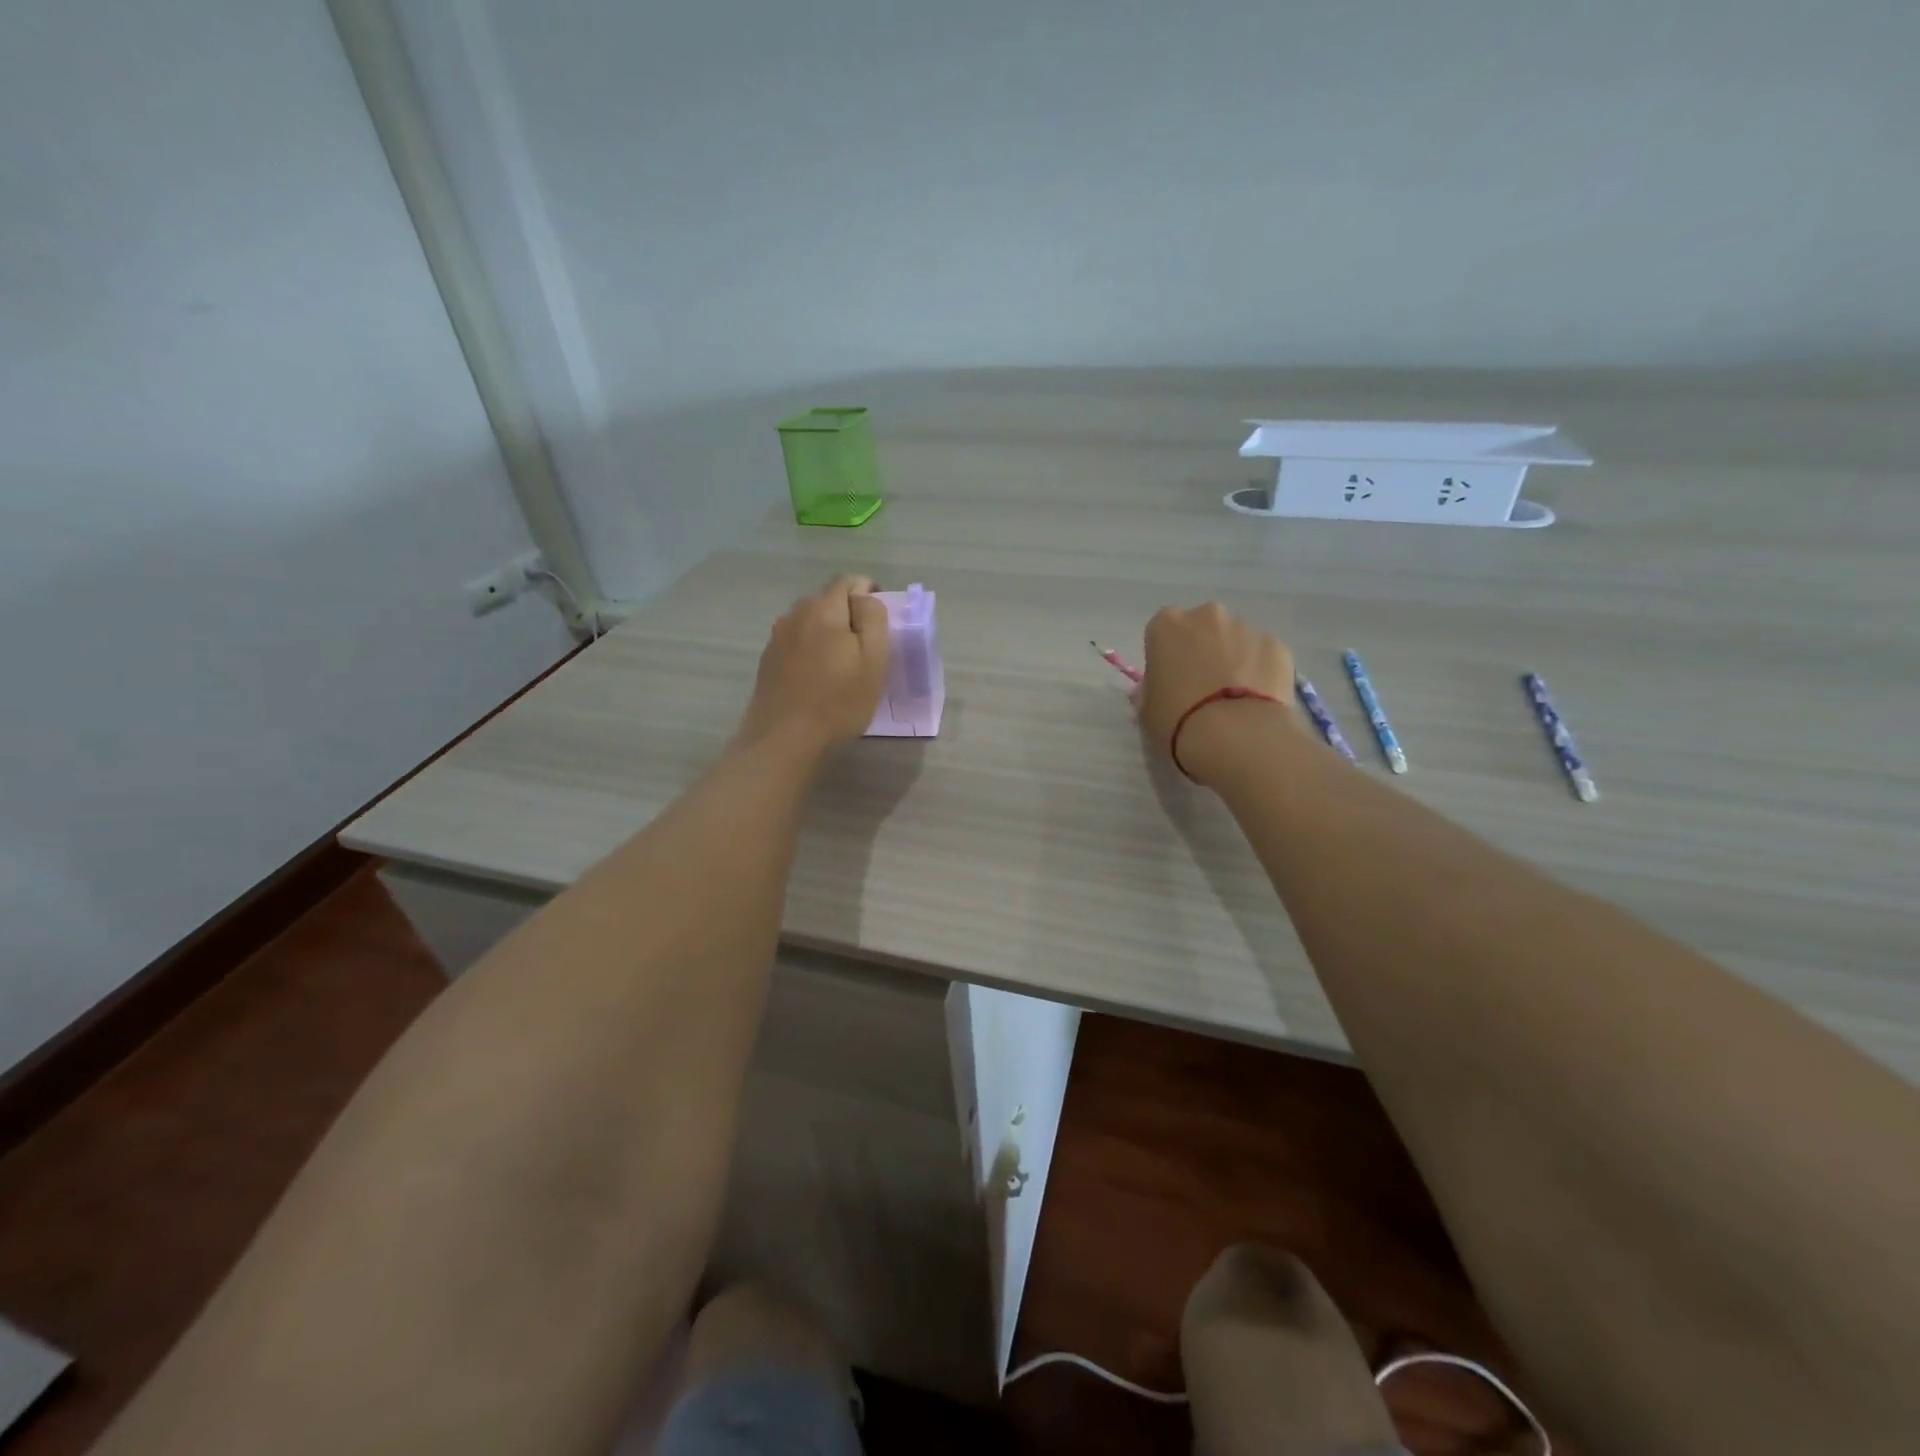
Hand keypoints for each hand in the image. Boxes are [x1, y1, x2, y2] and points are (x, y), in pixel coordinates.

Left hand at [732, 574, 890, 757]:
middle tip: (866, 648)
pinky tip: (818, 679)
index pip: (849, 581)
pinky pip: (797, 643)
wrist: (784, 741)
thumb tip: (865, 597)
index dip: (869, 593)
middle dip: (848, 615)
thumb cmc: (838, 701)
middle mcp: (795, 614)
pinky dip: (811, 651)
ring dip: (828, 634)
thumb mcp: (873, 659)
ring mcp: (777, 638)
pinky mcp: (767, 661)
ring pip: (810, 622)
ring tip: (842, 666)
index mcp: (823, 608)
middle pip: (828, 600)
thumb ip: (873, 618)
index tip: (880, 622)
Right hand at [1137, 603, 1297, 783]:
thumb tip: (1155, 689)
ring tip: (1234, 700)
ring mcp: (1247, 628)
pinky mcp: (1278, 646)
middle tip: (1203, 689)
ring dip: (1233, 660)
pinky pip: (1263, 656)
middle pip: (1202, 629)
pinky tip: (1258, 702)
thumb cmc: (1178, 719)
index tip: (1170, 682)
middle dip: (1202, 651)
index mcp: (1167, 625)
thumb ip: (1149, 692)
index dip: (1166, 658)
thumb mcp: (1146, 711)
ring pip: (1236, 640)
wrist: (1236, 735)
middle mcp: (1208, 616)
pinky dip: (1260, 672)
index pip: (1161, 633)